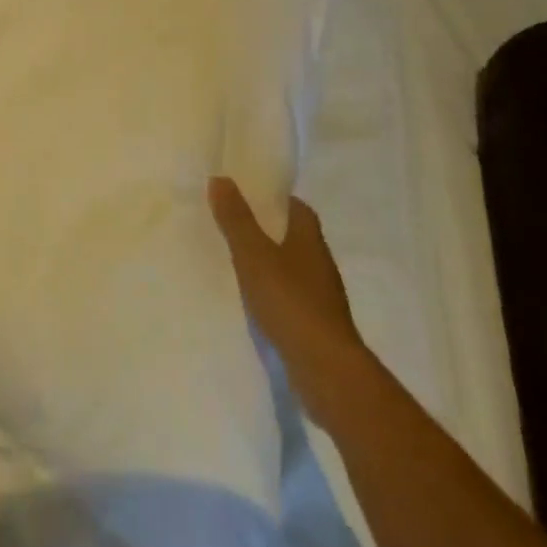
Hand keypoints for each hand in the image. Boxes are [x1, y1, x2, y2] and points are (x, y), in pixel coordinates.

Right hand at [208, 177, 363, 373]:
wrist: (325, 368)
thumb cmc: (290, 301)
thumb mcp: (254, 255)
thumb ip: (236, 219)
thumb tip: (221, 178)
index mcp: (310, 240)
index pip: (298, 209)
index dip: (276, 200)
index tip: (250, 195)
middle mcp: (320, 263)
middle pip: (295, 237)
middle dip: (270, 230)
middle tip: (234, 224)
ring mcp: (321, 297)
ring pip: (293, 268)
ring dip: (271, 263)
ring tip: (237, 261)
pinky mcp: (316, 324)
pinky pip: (291, 297)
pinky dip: (273, 293)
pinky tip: (253, 301)